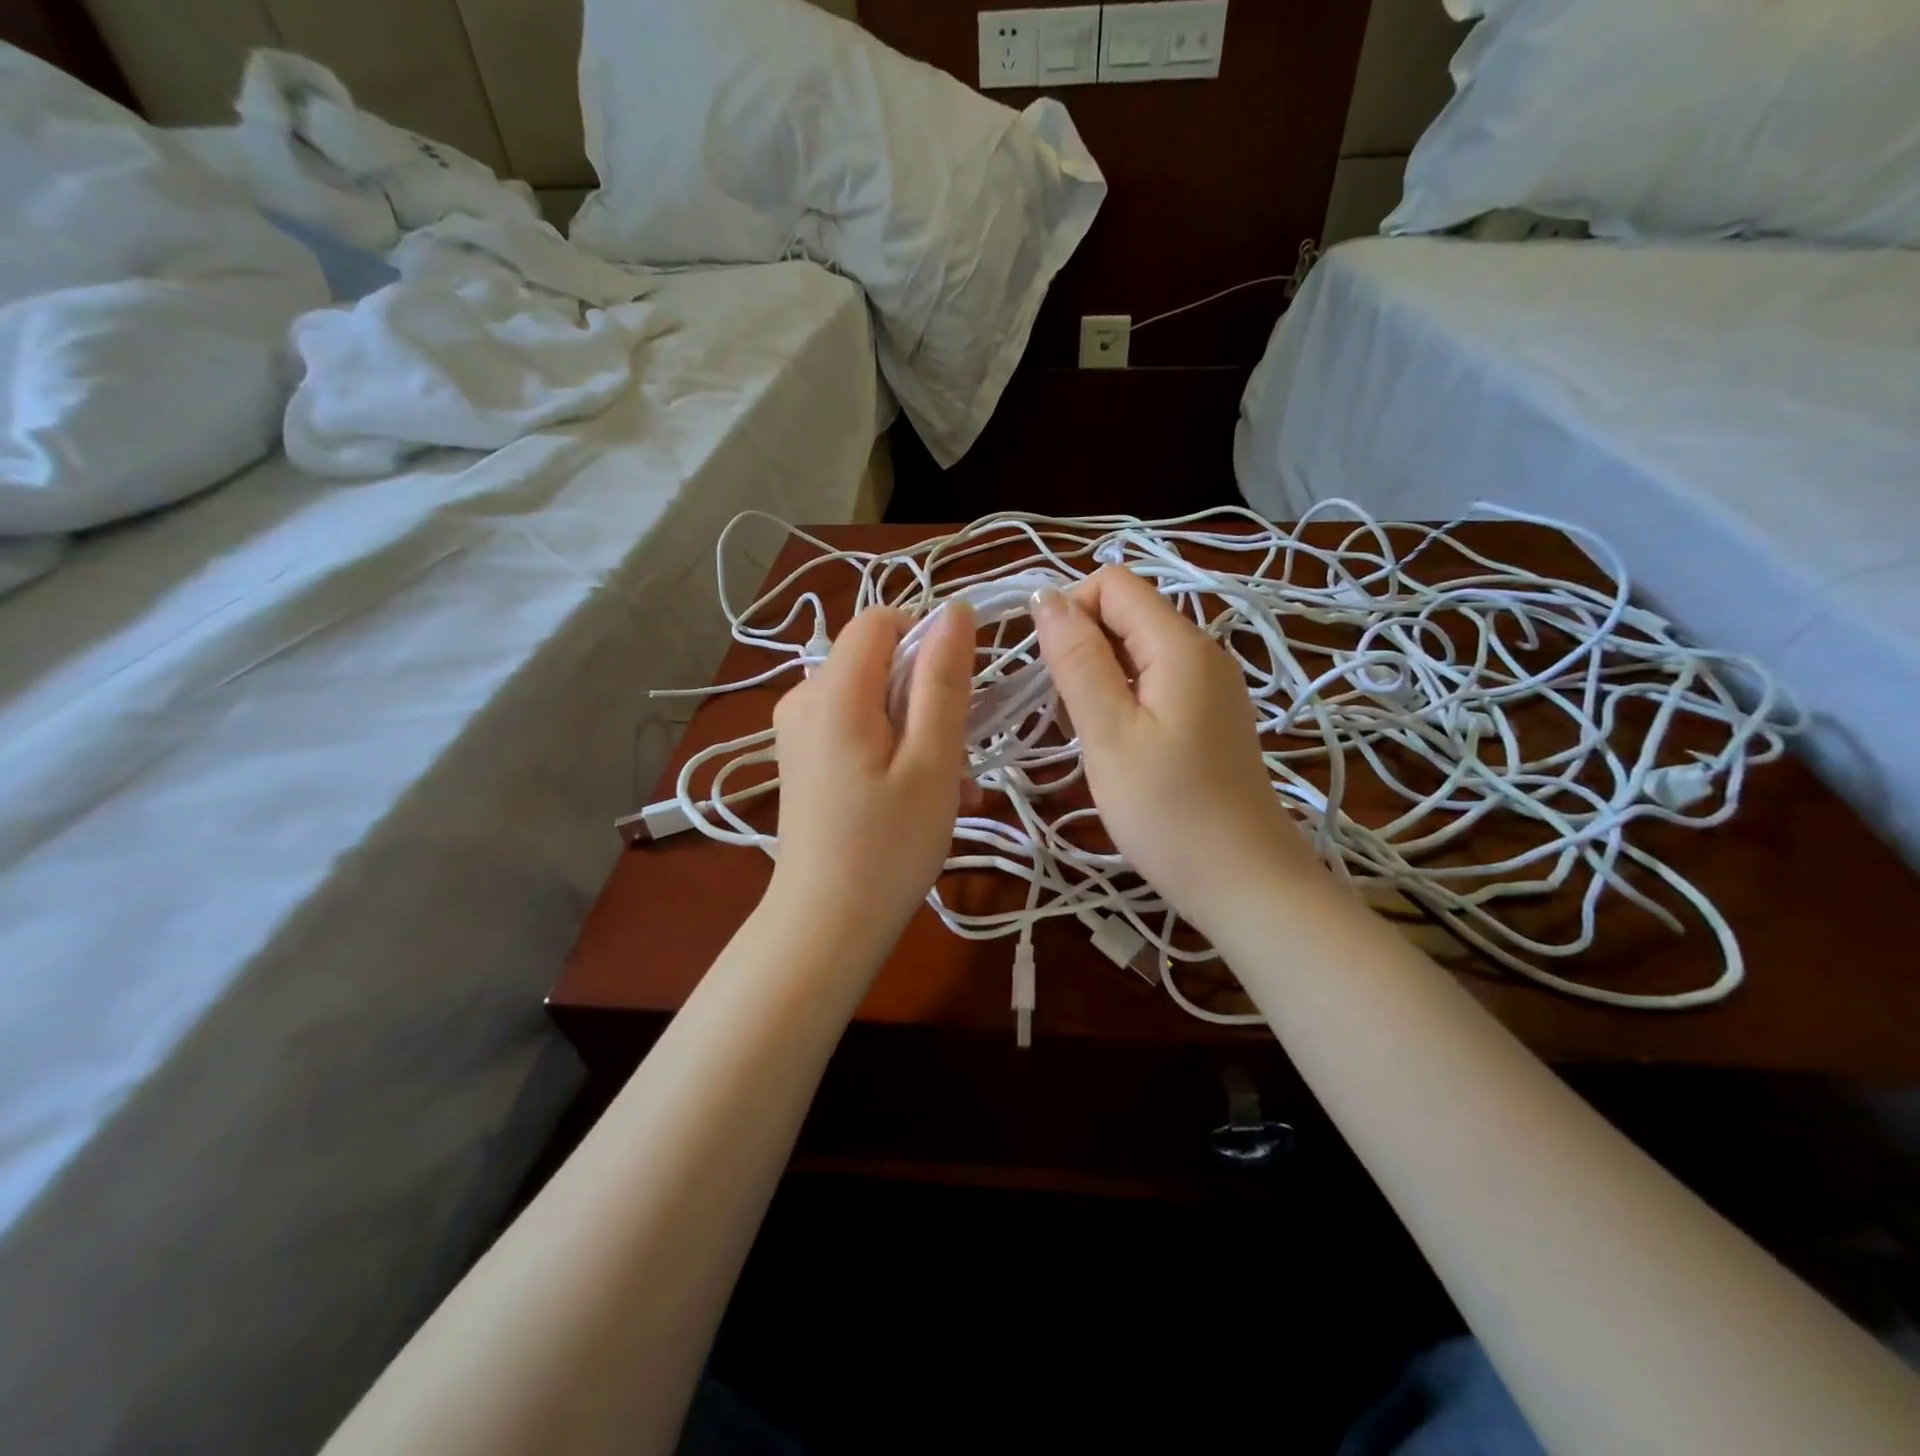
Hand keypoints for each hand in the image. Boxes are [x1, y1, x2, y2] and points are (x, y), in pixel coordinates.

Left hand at [767, 600, 976, 952]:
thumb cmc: (888, 846)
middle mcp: (804, 698)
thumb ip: (943, 680)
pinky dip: (894, 749)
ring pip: (873, 699)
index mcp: (833, 691)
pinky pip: (857, 729)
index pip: (880, 620)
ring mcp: (799, 731)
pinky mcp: (804, 758)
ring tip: (949, 787)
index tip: (959, 693)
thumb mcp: (931, 760)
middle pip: (878, 662)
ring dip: (919, 730)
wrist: (826, 925)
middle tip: (957, 757)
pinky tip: (922, 795)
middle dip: (927, 696)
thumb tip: (953, 610)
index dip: (926, 641)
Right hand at [1033, 566, 1322, 932]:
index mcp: (1181, 644)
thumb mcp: (1109, 733)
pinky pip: (1156, 680)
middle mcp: (1203, 650)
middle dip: (1082, 644)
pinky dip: (1123, 696)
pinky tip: (1116, 743)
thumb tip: (1044, 594)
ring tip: (1088, 731)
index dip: (1069, 610)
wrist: (1243, 881)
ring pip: (1138, 649)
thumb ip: (1076, 659)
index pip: (1113, 583)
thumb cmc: (1167, 811)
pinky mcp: (1210, 714)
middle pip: (1127, 612)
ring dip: (1099, 675)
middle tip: (1064, 710)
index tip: (1048, 668)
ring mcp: (1211, 684)